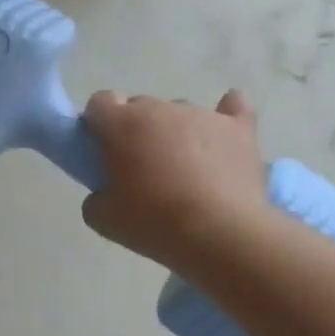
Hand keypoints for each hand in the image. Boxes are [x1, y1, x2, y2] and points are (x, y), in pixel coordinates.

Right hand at [80, 90, 270, 270]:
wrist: (220, 233)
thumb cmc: (153, 222)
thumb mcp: (102, 218)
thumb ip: (96, 195)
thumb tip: (107, 191)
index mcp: (121, 124)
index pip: (100, 102)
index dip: (98, 123)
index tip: (102, 150)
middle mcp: (160, 109)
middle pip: (139, 106)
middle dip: (136, 129)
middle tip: (140, 167)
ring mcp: (202, 115)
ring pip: (179, 112)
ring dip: (174, 131)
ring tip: (184, 167)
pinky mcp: (238, 129)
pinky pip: (234, 108)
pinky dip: (226, 116)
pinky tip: (224, 129)